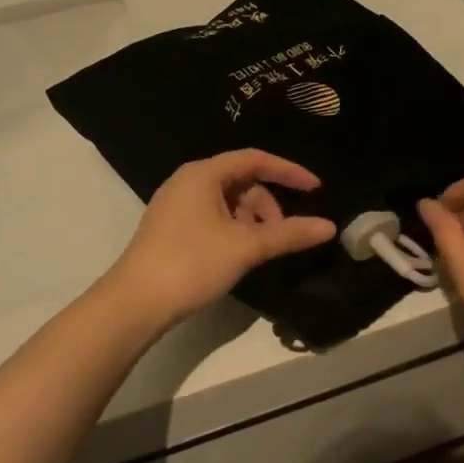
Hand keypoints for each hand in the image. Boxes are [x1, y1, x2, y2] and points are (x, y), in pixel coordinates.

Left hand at [100, 150, 336, 333]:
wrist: (134, 303)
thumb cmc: (191, 263)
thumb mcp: (245, 247)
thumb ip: (288, 234)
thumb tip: (329, 227)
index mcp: (203, 173)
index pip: (255, 159)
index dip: (288, 171)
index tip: (316, 189)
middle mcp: (188, 181)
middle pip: (242, 181)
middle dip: (268, 205)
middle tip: (283, 234)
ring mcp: (177, 204)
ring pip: (228, 201)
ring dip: (252, 220)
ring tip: (261, 250)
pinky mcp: (172, 227)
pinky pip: (213, 216)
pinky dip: (234, 229)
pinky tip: (240, 254)